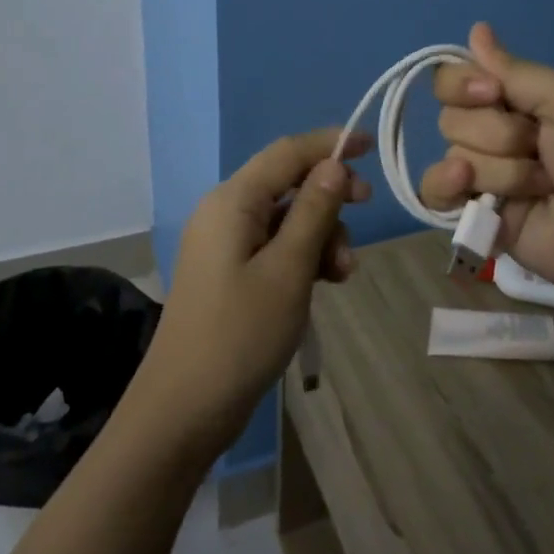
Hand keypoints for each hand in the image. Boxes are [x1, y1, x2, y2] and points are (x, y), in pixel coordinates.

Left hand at [133, 128, 372, 455]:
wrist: (183, 410)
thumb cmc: (240, 335)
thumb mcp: (288, 270)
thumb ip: (313, 212)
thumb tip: (333, 165)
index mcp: (232, 201)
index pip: (287, 152)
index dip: (329, 143)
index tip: (370, 146)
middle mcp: (225, 212)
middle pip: (287, 182)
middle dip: (329, 195)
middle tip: (366, 210)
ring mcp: (225, 244)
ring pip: (286, 217)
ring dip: (321, 233)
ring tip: (343, 272)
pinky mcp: (230, 272)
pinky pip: (275, 245)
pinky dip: (304, 255)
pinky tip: (326, 280)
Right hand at [418, 23, 553, 307]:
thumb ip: (515, 70)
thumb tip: (476, 28)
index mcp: (515, 100)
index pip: (454, 78)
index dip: (463, 85)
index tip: (493, 94)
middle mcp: (493, 134)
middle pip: (450, 117)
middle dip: (496, 134)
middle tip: (540, 150)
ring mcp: (484, 177)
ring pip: (452, 156)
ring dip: (499, 171)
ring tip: (541, 187)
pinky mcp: (476, 217)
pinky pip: (434, 194)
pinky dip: (444, 187)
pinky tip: (465, 187)